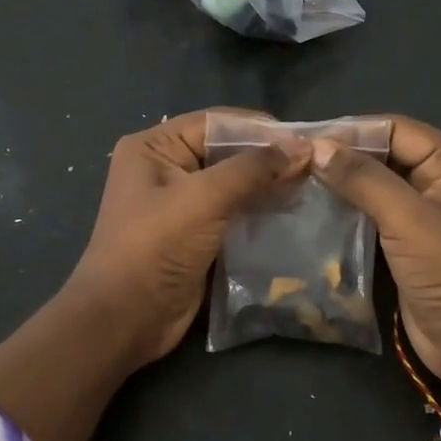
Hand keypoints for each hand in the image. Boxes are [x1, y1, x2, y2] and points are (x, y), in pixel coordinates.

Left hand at [67, 110, 310, 368]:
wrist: (125, 319)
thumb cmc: (155, 247)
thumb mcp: (203, 199)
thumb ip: (253, 169)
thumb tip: (303, 146)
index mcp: (153, 147)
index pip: (214, 122)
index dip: (259, 127)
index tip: (305, 137)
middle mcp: (165, 169)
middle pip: (225, 152)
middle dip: (268, 158)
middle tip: (316, 164)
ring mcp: (180, 204)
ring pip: (233, 184)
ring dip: (268, 186)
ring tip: (311, 186)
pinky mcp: (195, 235)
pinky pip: (233, 213)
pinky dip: (260, 211)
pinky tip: (292, 212)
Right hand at [311, 116, 440, 403]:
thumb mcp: (410, 221)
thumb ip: (364, 180)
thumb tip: (319, 147)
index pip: (399, 130)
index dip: (354, 131)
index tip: (307, 139)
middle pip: (387, 154)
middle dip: (345, 156)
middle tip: (295, 159)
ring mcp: (426, 214)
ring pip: (377, 184)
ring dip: (342, 183)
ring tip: (297, 180)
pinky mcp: (409, 242)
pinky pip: (374, 214)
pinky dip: (347, 209)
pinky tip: (314, 208)